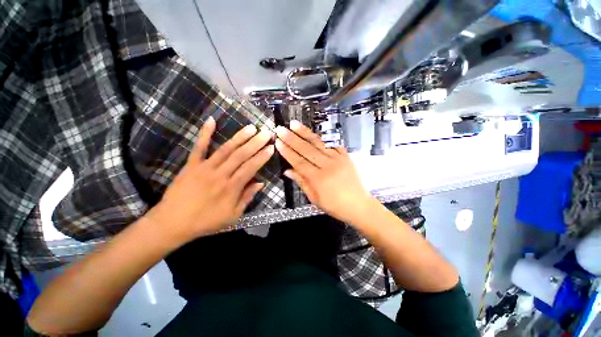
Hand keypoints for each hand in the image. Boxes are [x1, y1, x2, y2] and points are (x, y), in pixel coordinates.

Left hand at [147, 117, 273, 246]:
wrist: (172, 223)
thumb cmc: (206, 221)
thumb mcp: (232, 215)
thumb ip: (247, 197)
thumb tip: (261, 183)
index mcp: (231, 188)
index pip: (250, 168)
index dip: (262, 157)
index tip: (271, 147)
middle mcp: (220, 174)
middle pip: (241, 155)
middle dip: (255, 143)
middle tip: (266, 132)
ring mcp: (205, 168)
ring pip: (225, 149)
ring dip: (240, 137)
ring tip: (251, 127)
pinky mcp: (191, 165)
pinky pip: (199, 147)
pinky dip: (205, 133)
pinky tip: (212, 121)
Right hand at [275, 120, 376, 224]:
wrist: (359, 205)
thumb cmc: (334, 206)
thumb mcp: (314, 198)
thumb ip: (301, 182)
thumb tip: (287, 171)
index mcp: (318, 179)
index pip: (299, 162)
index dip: (287, 152)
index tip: (278, 142)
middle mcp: (327, 166)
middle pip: (307, 150)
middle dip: (292, 138)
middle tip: (281, 129)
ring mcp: (338, 159)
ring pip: (318, 143)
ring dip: (305, 133)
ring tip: (294, 124)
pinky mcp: (346, 156)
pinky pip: (333, 144)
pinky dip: (323, 137)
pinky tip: (314, 131)